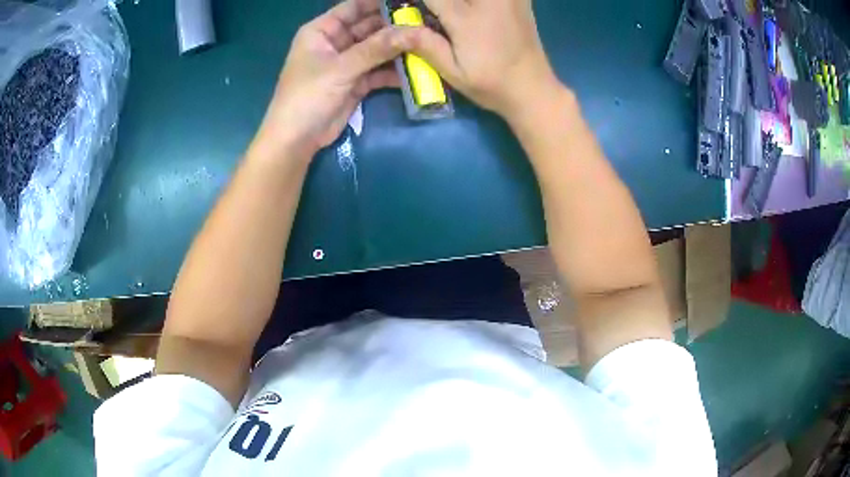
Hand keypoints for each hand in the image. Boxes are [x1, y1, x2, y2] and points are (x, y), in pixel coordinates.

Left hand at [252, 0, 413, 159]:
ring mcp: (346, 63)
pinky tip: (417, 69)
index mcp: (322, 31)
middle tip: (427, 23)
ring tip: (428, 44)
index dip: (380, 3)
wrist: (296, 140)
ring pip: (377, 49)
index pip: (354, 7)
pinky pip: (379, 70)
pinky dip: (395, 71)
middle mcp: (335, 42)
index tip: (409, 2)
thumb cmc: (307, 96)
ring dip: (398, 49)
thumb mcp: (341, 68)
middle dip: (395, 27)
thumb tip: (414, 31)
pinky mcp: (356, 82)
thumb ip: (377, 48)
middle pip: (370, 27)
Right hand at [408, 0, 561, 118]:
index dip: (412, 1)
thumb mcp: (453, 72)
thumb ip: (424, 45)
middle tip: (436, 14)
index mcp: (466, 18)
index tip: (408, 9)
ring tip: (449, 12)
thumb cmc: (491, 84)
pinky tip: (471, 10)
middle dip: (437, 2)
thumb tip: (393, 29)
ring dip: (455, 2)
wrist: (533, 88)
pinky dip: (474, 3)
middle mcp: (488, 0)